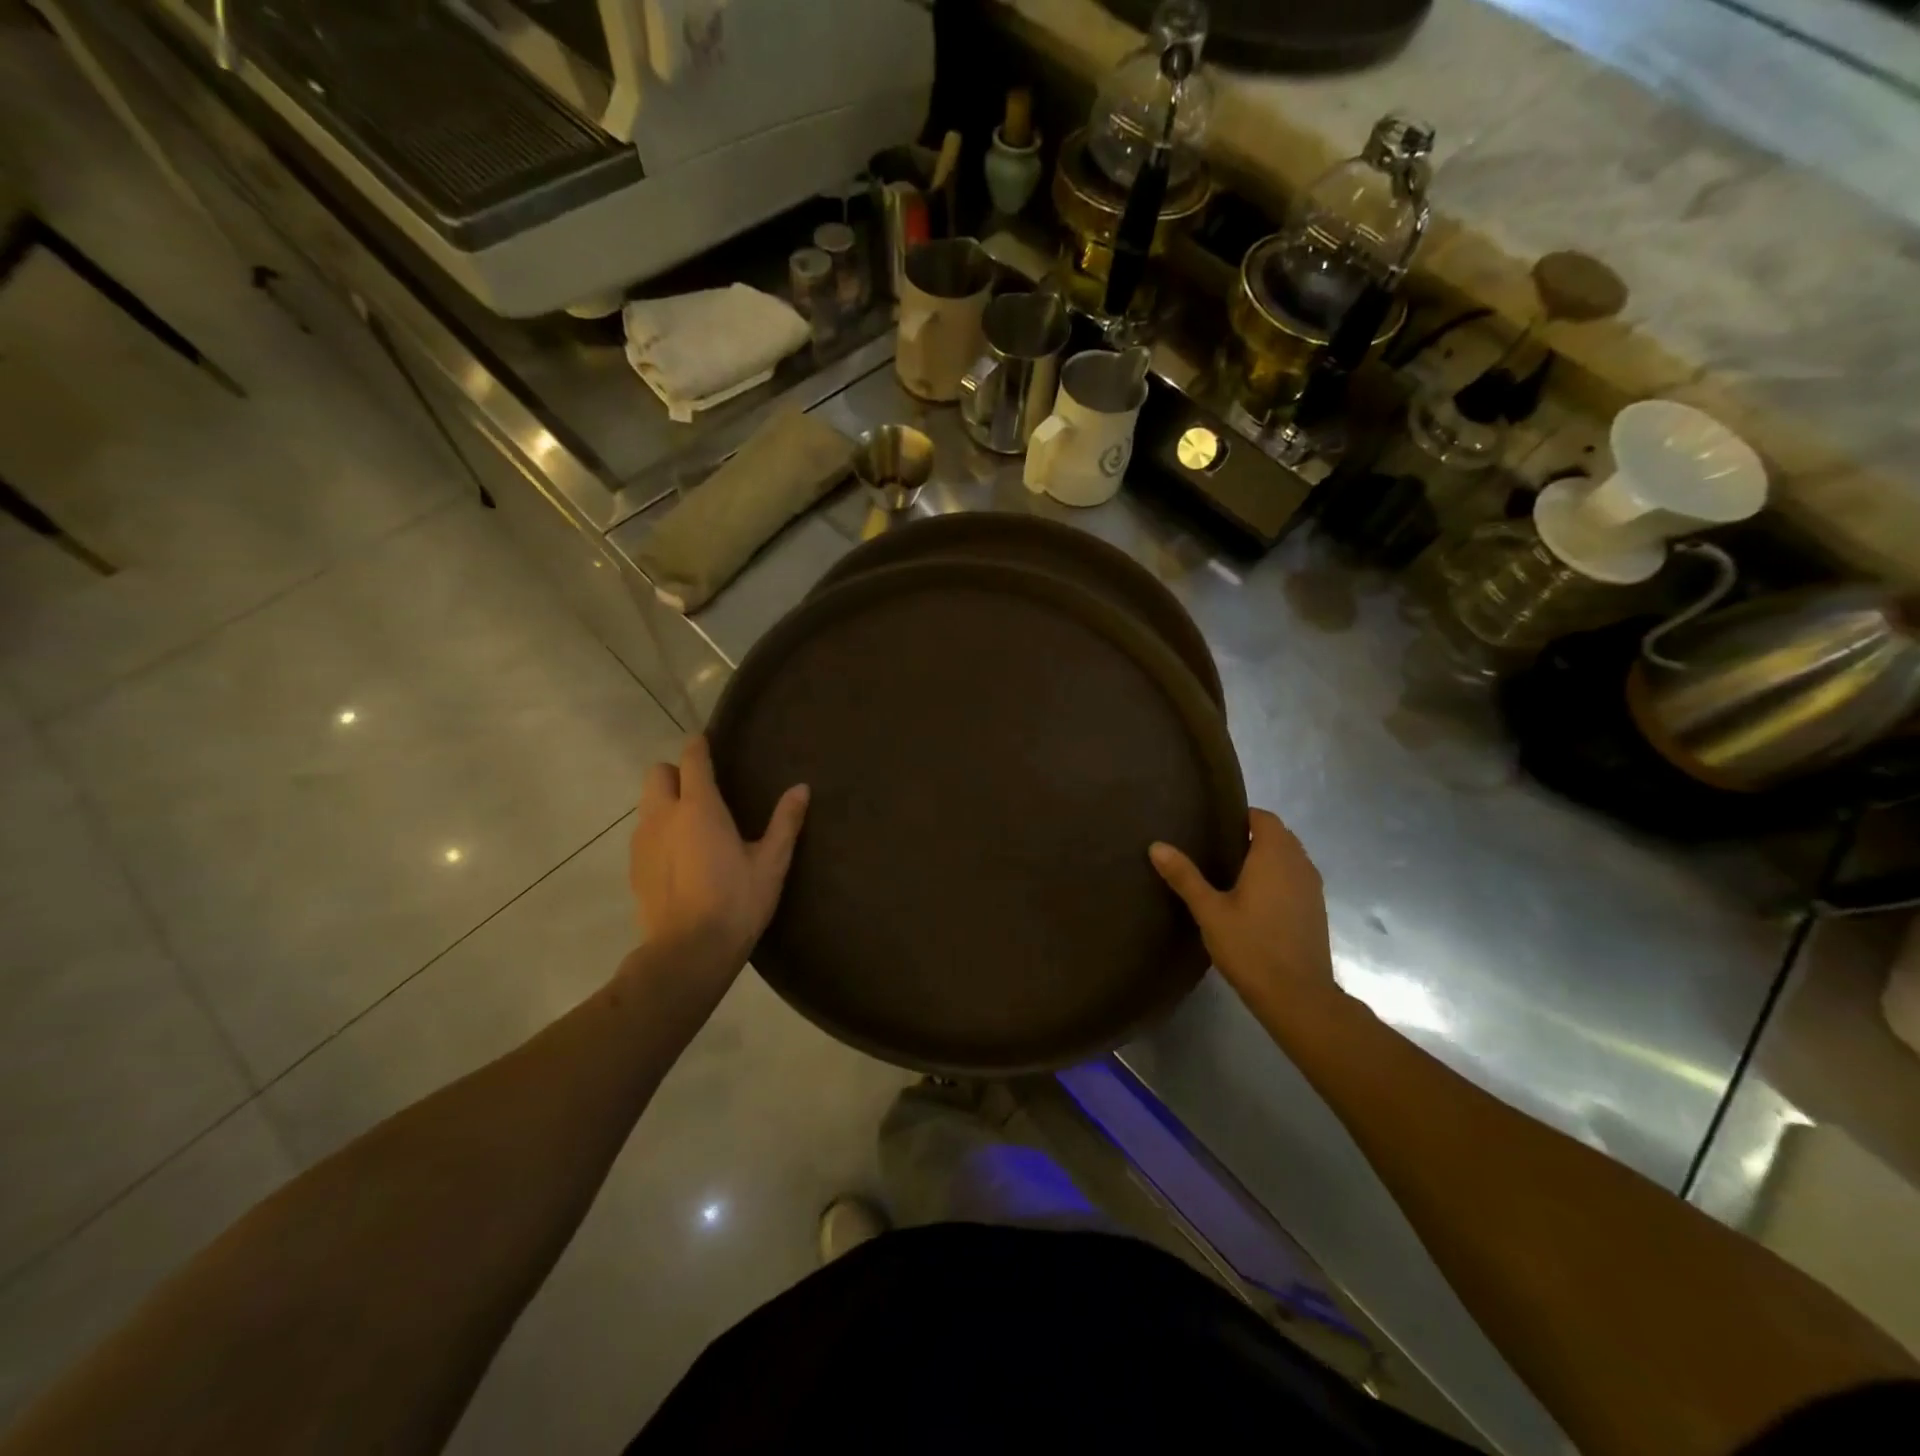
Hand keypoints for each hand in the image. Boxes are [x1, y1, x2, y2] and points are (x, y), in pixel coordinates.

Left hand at [628, 736, 808, 977]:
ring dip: (665, 803)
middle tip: (702, 792)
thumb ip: (785, 822)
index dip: (698, 746)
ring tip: (692, 827)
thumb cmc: (736, 902)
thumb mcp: (771, 863)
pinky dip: (658, 833)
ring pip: (647, 804)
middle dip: (676, 773)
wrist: (688, 952)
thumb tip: (802, 788)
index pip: (691, 760)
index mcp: (699, 808)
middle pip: (658, 774)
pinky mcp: (633, 868)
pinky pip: (643, 834)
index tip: (706, 742)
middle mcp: (664, 816)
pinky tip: (679, 858)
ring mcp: (642, 842)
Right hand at [1150, 810, 1335, 1018]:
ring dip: (1267, 858)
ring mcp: (1312, 888)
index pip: (1264, 818)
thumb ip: (1184, 876)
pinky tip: (1254, 901)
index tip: (1213, 826)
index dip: (1241, 816)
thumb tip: (1156, 845)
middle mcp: (1299, 865)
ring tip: (1231, 874)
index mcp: (1274, 856)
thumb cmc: (1251, 947)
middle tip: (1215, 849)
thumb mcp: (1210, 911)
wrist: (1298, 997)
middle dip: (1252, 836)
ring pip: (1290, 858)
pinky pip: (1296, 879)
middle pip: (1279, 835)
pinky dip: (1278, 879)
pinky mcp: (1316, 910)